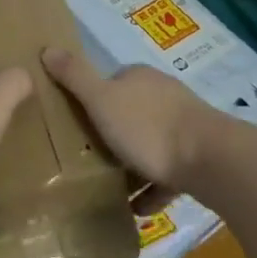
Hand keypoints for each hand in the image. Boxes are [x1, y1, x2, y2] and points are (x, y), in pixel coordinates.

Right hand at [42, 47, 227, 188]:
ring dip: (133, 164)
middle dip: (112, 134)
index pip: (110, 82)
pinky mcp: (198, 156)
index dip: (93, 102)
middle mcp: (162, 94)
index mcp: (139, 77)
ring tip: (110, 188)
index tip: (77, 126)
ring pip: (150, 143)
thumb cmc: (148, 127)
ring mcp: (184, 125)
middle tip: (90, 159)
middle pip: (130, 112)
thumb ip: (75, 77)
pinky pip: (167, 172)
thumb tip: (47, 48)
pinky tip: (139, 209)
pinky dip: (153, 189)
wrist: (209, 160)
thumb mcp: (101, 100)